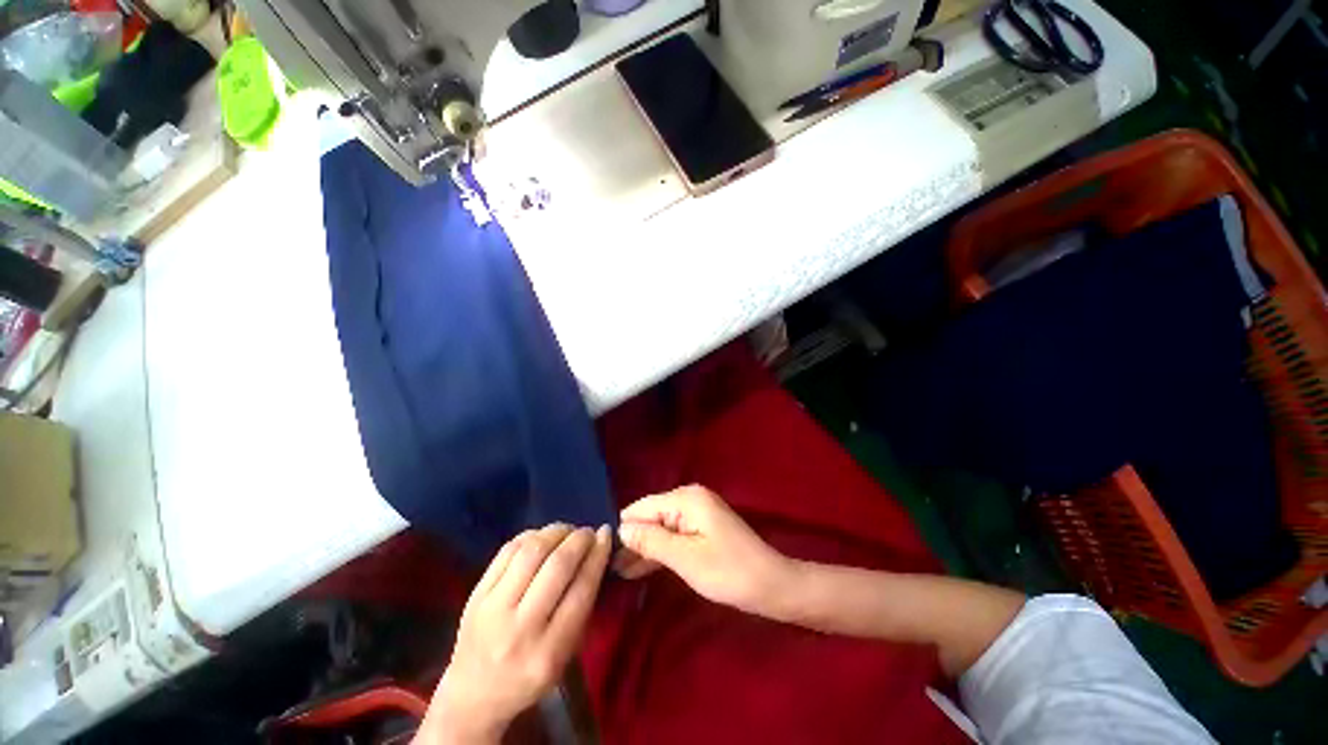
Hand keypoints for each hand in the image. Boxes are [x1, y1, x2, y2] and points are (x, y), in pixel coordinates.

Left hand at [421, 524, 611, 744]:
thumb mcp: (564, 656)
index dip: (597, 556)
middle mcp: (519, 629)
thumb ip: (581, 608)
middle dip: (579, 540)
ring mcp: (492, 609)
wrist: (473, 695)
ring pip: (531, 551)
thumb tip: (596, 554)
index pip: (581, 591)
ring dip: (555, 532)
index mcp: (548, 653)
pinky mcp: (476, 594)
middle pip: (557, 566)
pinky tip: (542, 537)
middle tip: (587, 532)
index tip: (606, 535)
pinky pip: (507, 551)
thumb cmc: (528, 677)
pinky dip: (531, 536)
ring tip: (567, 531)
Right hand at [614, 485, 789, 614]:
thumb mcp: (685, 558)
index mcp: (685, 499)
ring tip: (616, 573)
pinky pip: (672, 536)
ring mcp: (696, 514)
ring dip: (641, 549)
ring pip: (660, 529)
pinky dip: (658, 552)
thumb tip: (620, 529)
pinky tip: (638, 568)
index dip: (623, 529)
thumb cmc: (728, 572)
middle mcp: (689, 499)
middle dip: (631, 541)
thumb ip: (651, 541)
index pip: (642, 508)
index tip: (600, 551)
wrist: (771, 585)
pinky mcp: (701, 529)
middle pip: (650, 517)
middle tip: (606, 569)